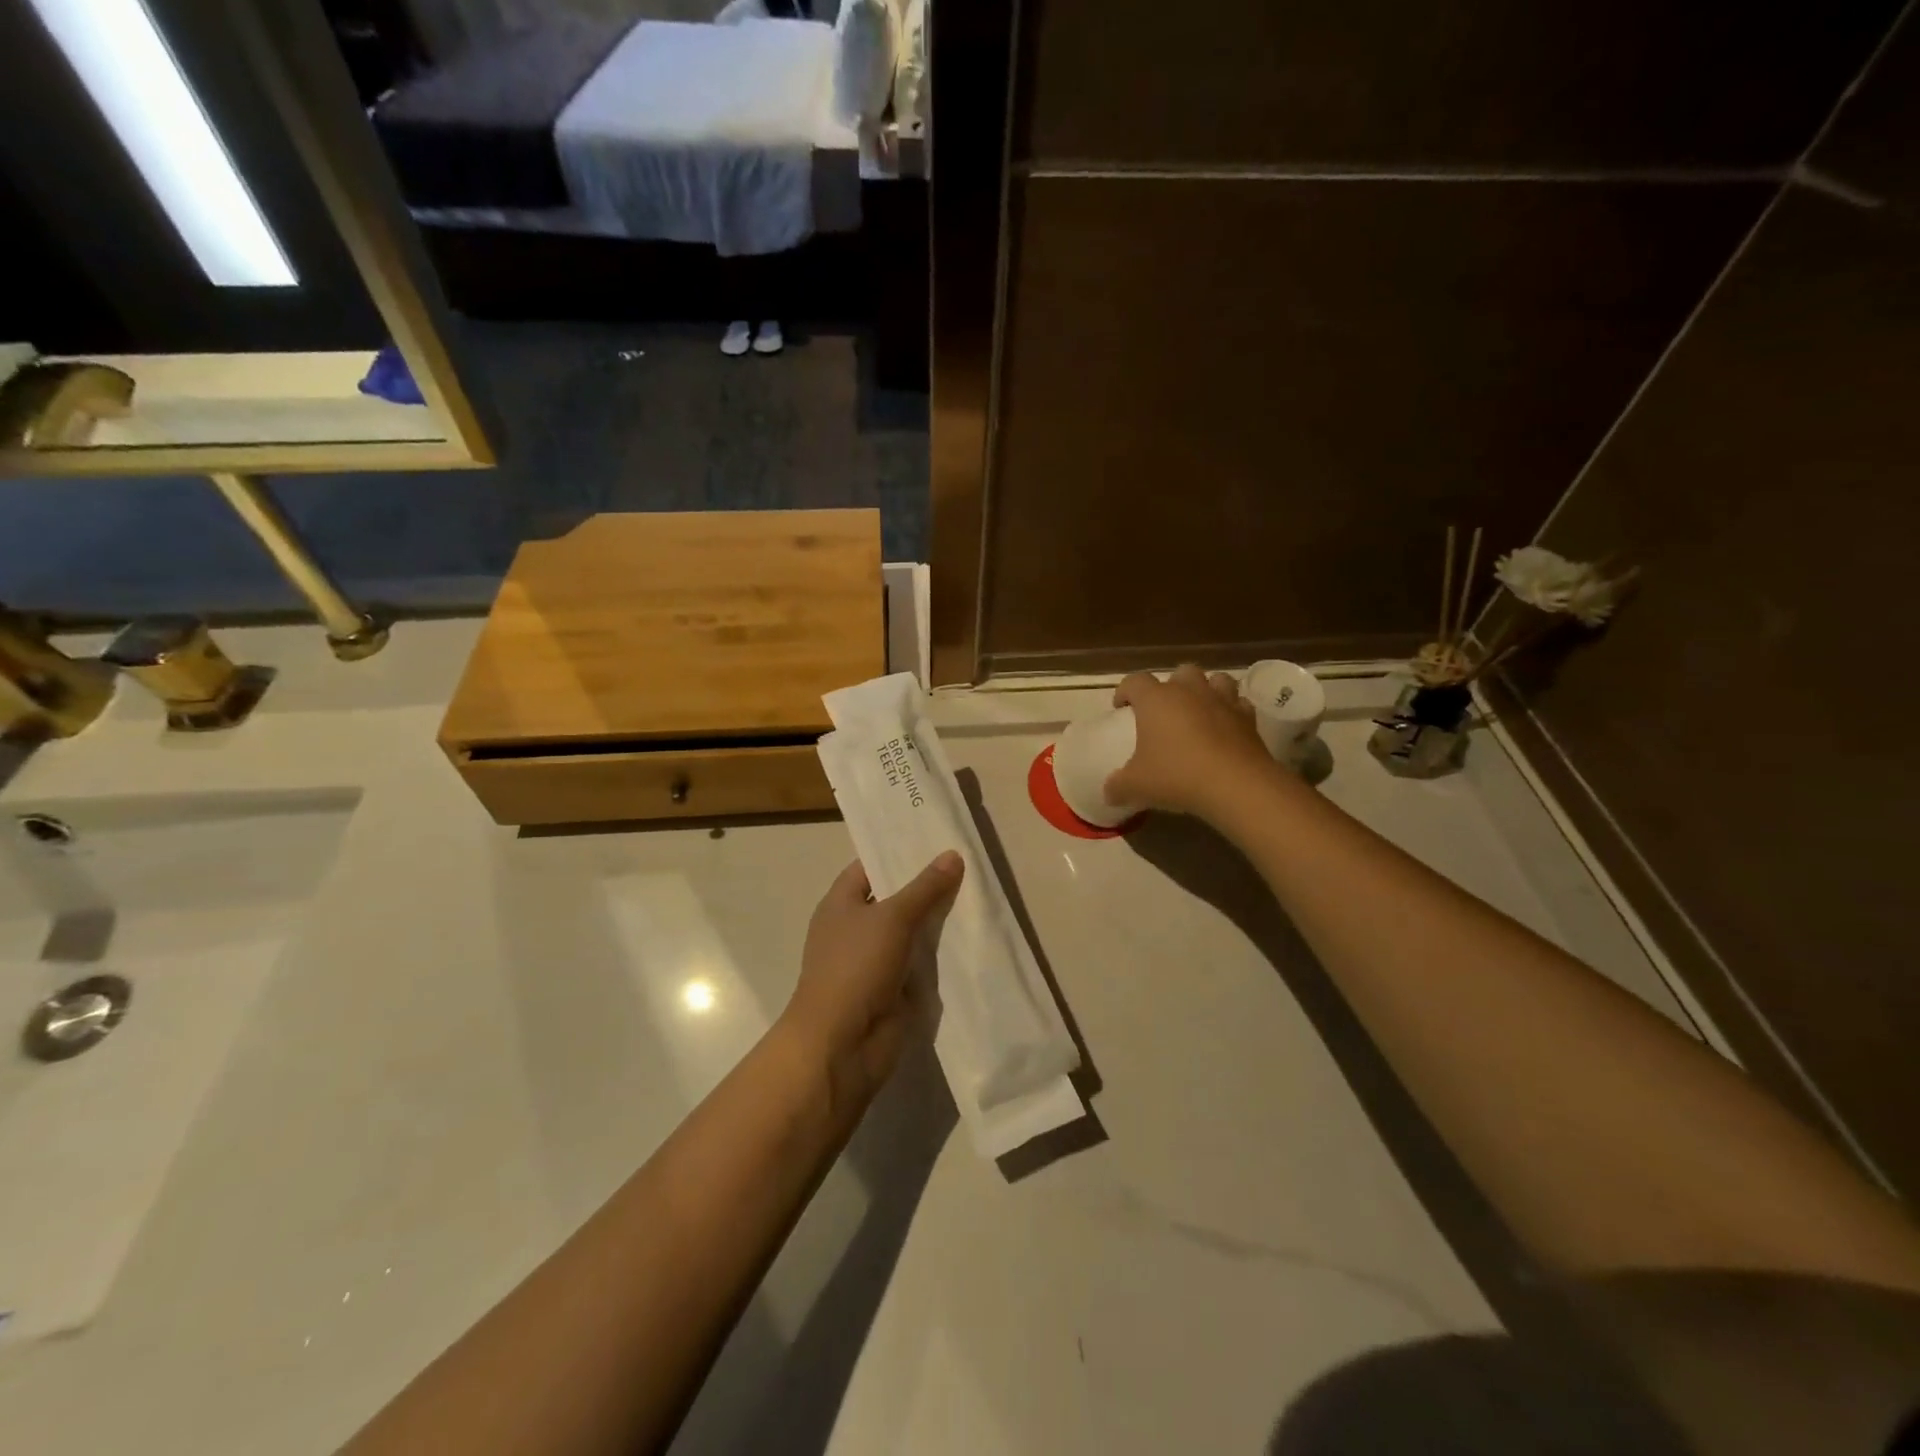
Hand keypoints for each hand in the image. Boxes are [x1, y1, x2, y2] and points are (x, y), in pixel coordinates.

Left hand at [781, 851, 963, 1110]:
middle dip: (926, 886)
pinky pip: (919, 962)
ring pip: (910, 931)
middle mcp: (854, 928)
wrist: (842, 1044)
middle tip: (966, 864)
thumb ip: (925, 887)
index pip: (869, 866)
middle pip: (893, 898)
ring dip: (936, 920)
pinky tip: (971, 938)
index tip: (934, 839)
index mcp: (840, 903)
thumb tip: (952, 855)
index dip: (897, 853)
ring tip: (977, 894)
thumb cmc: (856, 967)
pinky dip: (939, 953)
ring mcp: (873, 961)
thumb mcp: (892, 917)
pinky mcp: (892, 989)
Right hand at [1105, 665, 1274, 822]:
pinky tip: (1226, 728)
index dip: (1124, 692)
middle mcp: (1189, 691)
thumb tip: (1108, 792)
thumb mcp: (1136, 786)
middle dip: (1171, 686)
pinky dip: (1231, 711)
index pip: (1134, 681)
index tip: (1121, 708)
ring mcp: (1222, 700)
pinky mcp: (1249, 717)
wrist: (1236, 786)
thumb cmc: (1177, 776)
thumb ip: (1117, 786)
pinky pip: (1239, 704)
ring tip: (1199, 711)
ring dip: (1206, 690)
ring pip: (1215, 679)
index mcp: (1156, 699)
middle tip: (1165, 710)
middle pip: (1179, 672)